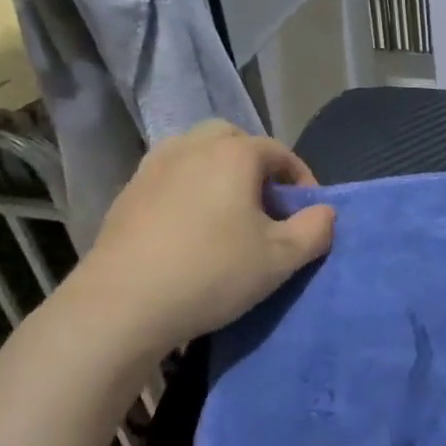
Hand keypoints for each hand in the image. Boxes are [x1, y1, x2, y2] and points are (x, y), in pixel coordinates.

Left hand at [66, 122, 334, 359]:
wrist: (121, 306)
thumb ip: (315, 230)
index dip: (301, 179)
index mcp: (234, 154)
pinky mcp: (126, 194)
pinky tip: (189, 229)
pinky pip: (169, 177)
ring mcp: (153, 167)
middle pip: (233, 140)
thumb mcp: (281, 259)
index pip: (279, 152)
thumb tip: (324, 212)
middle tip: (265, 203)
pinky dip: (187, 190)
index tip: (307, 212)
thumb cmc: (213, 272)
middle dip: (255, 164)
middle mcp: (192, 147)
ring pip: (195, 153)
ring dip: (218, 173)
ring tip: (227, 213)